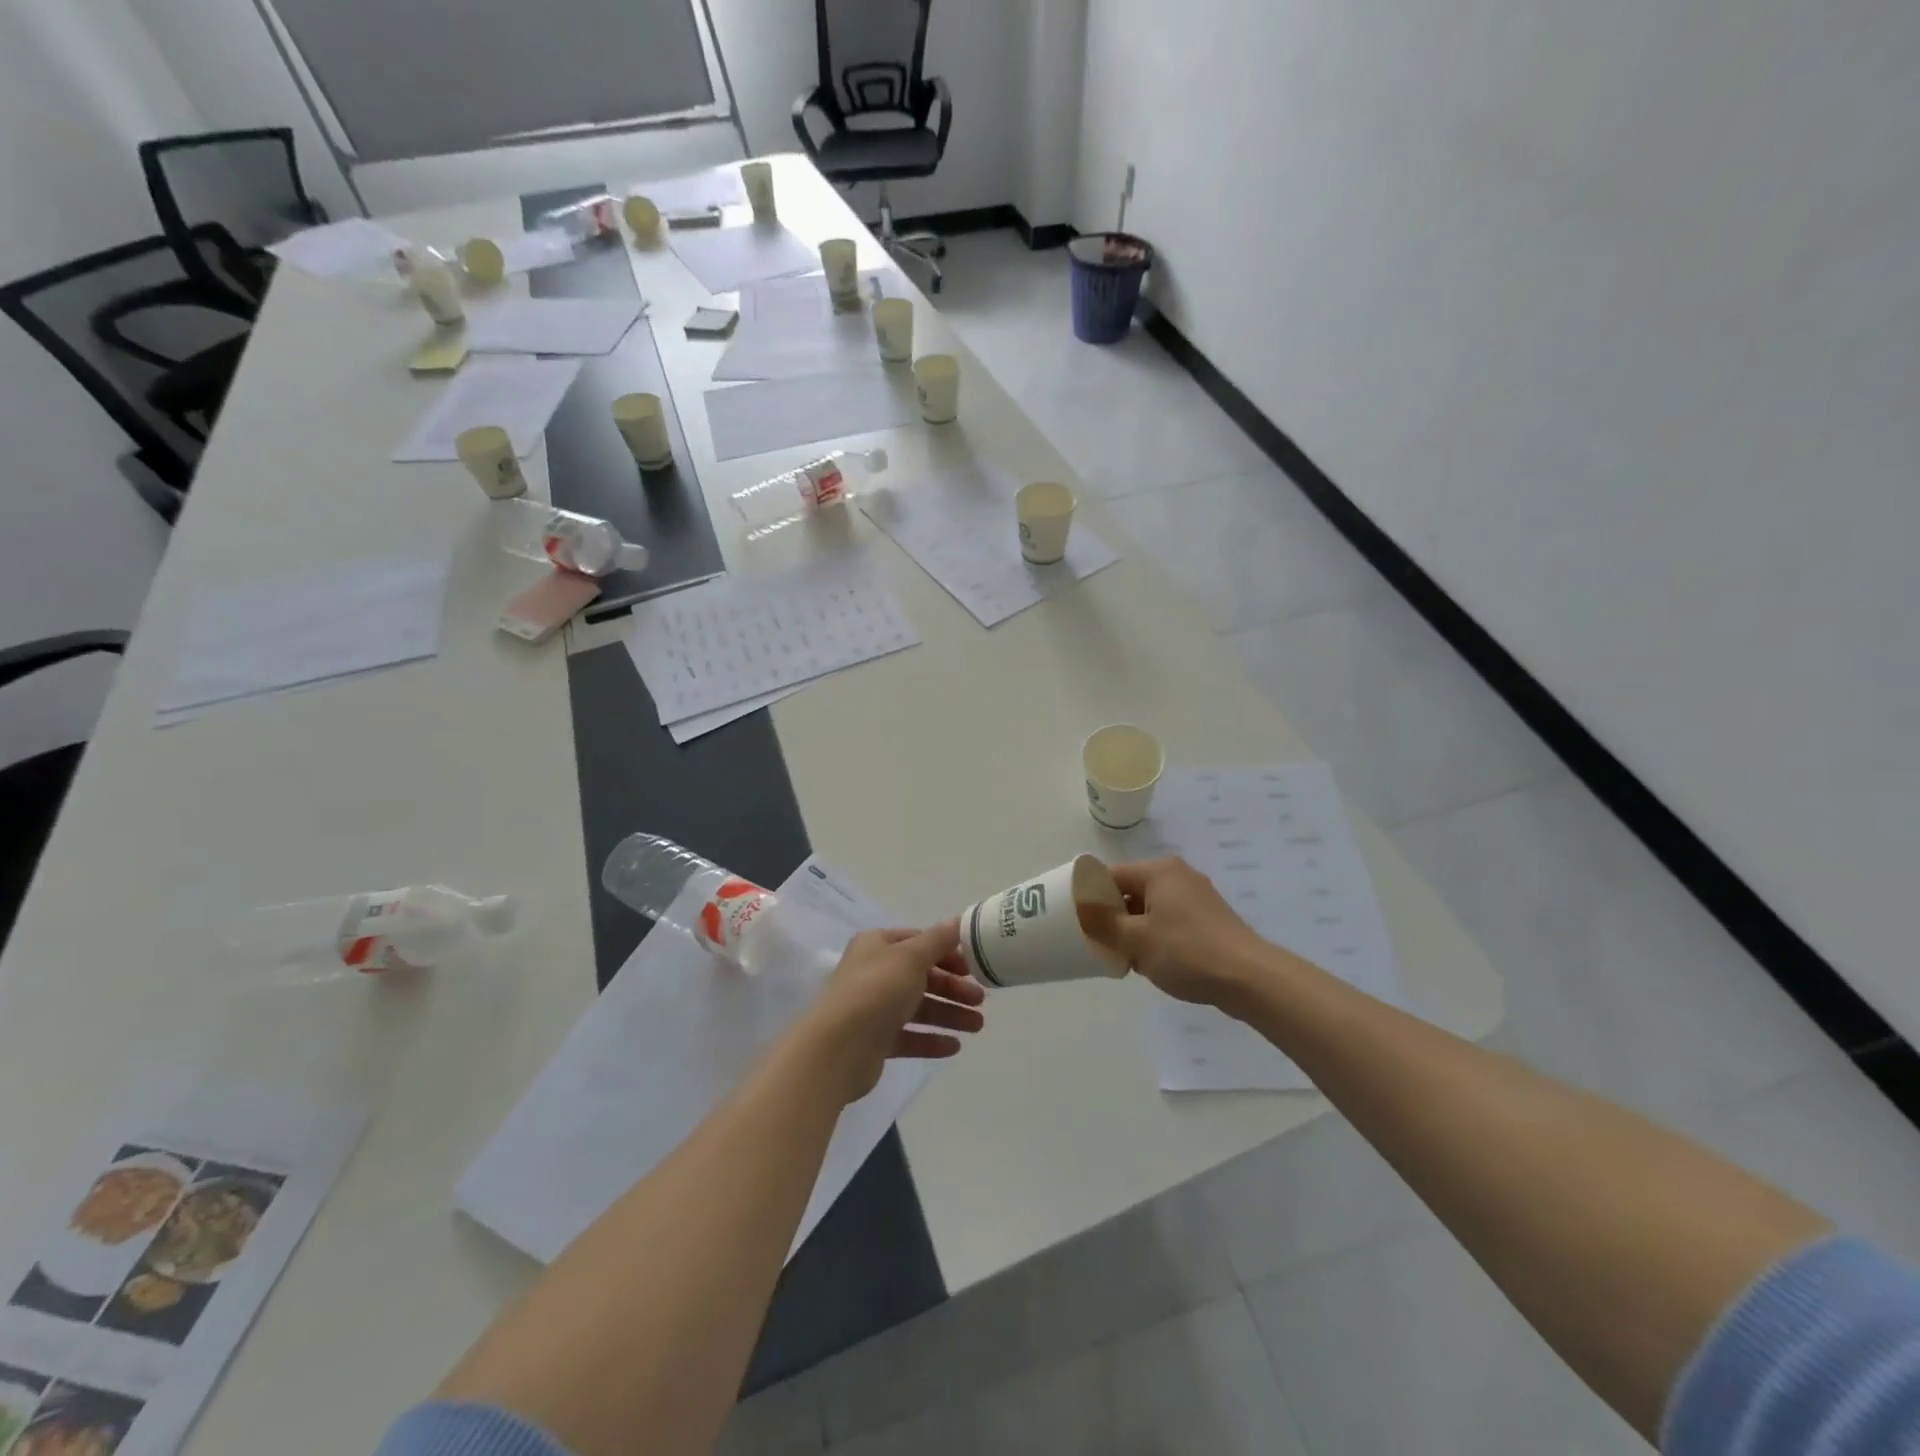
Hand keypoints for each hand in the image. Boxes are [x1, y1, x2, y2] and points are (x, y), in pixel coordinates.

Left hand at [803, 922, 985, 1102]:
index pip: (918, 942)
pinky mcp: (874, 1041)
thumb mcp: (912, 957)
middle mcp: (873, 973)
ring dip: (949, 1014)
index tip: (973, 967)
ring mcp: (873, 1008)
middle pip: (921, 976)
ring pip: (918, 1007)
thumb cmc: (876, 990)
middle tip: (981, 1001)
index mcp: (877, 945)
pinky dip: (931, 1039)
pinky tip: (954, 1047)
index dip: (947, 952)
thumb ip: (938, 940)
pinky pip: (908, 1036)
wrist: (838, 1048)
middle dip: (953, 988)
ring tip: (977, 1027)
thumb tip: (959, 921)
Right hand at [1080, 858, 1271, 1009]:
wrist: (1249, 979)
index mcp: (1159, 871)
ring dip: (1135, 930)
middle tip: (1100, 943)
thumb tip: (1080, 906)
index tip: (1078, 921)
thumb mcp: (1136, 940)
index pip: (1112, 875)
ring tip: (1126, 958)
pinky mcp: (1209, 919)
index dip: (1092, 896)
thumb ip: (1103, 922)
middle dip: (1114, 917)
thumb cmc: (1187, 952)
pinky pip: (1170, 921)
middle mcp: (1178, 876)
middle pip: (1132, 891)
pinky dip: (1157, 936)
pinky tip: (1154, 962)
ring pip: (1151, 909)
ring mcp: (1197, 897)